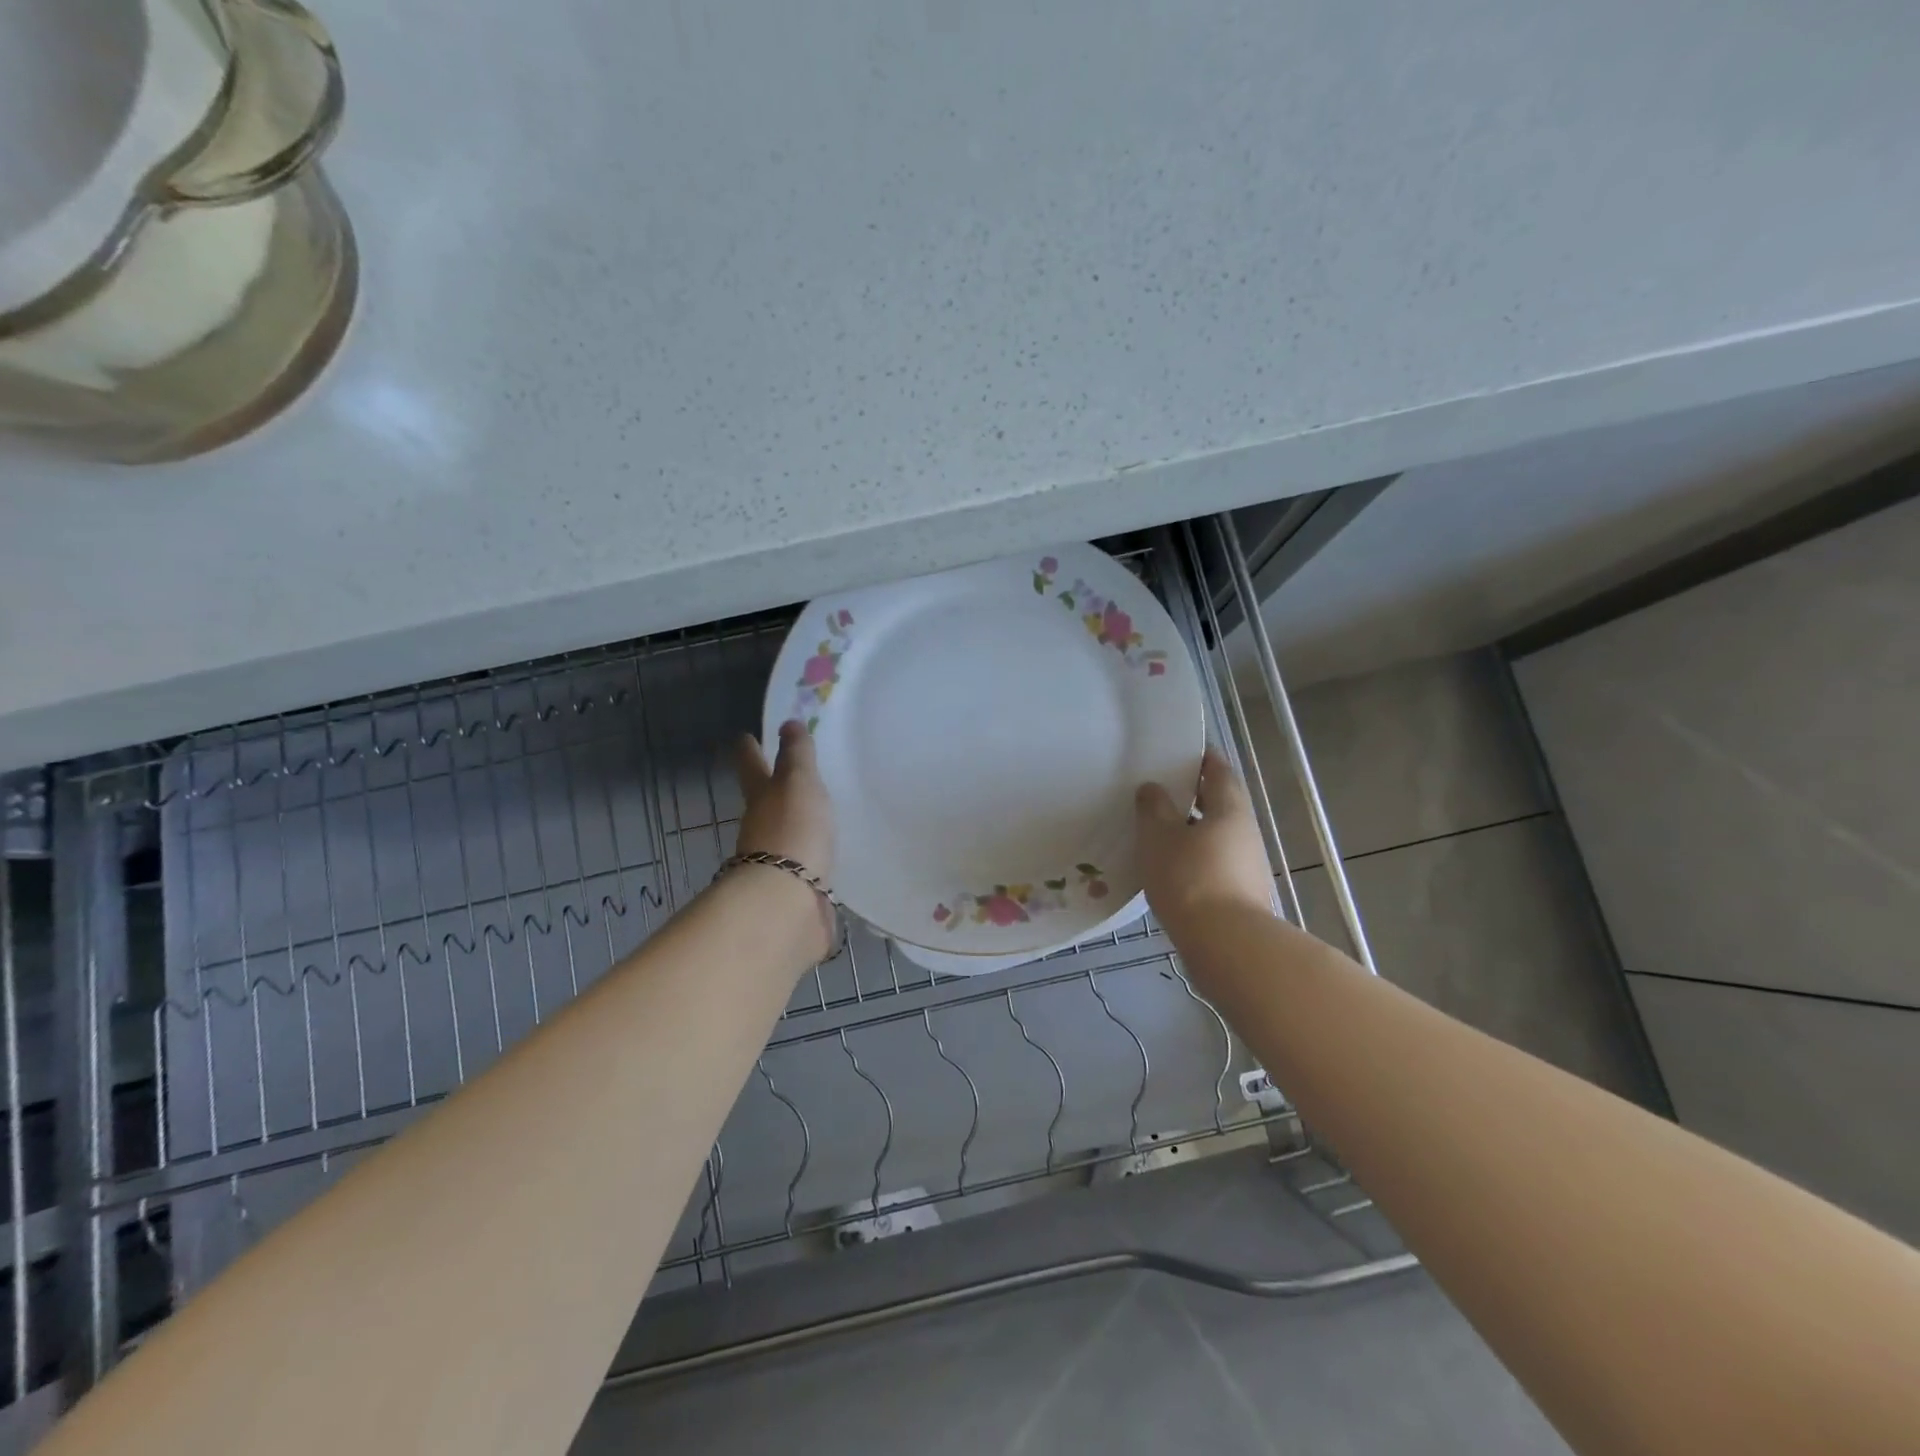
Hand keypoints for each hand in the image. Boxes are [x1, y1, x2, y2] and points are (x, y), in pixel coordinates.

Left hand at [732, 721, 836, 956]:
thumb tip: (786, 722)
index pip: (752, 765)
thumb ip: (796, 755)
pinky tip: (830, 858)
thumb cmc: (792, 831)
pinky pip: (807, 867)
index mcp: (762, 798)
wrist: (788, 902)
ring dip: (797, 825)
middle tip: (790, 774)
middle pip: (765, 802)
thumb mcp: (798, 782)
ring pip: (786, 835)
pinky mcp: (798, 889)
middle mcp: (763, 828)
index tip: (745, 736)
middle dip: (772, 788)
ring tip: (821, 816)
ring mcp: (777, 862)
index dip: (749, 749)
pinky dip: (814, 859)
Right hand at [1135, 747, 1275, 932]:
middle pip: (1221, 805)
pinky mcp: (1241, 896)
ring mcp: (1247, 867)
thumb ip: (1154, 809)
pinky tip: (1170, 869)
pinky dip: (1194, 859)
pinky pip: (1214, 865)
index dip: (1202, 760)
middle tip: (1162, 791)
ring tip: (1158, 831)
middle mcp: (1245, 833)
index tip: (1182, 752)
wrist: (1225, 946)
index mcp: (1230, 810)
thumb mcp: (1159, 837)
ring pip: (1217, 837)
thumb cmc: (1190, 878)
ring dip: (1192, 831)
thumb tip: (1153, 787)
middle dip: (1194, 797)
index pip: (1219, 772)